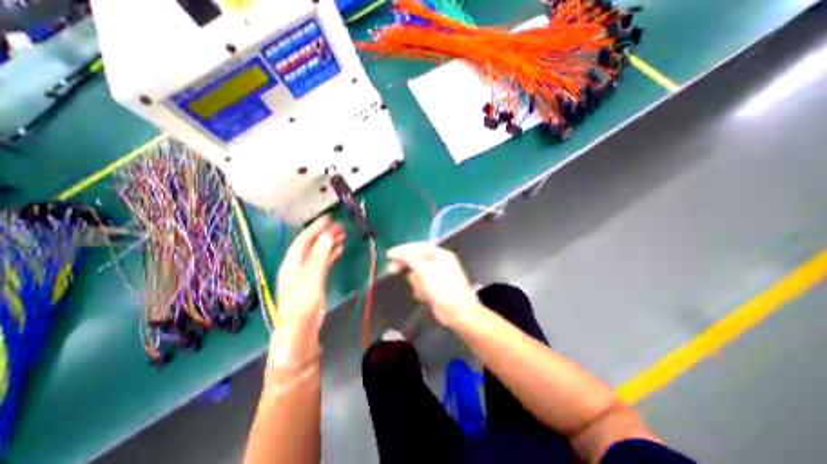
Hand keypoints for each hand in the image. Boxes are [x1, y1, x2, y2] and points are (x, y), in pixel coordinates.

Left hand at [273, 218, 345, 368]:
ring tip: (342, 235)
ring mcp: (305, 272)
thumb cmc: (303, 302)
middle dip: (325, 234)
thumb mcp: (312, 276)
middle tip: (340, 226)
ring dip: (329, 243)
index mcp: (293, 261)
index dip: (316, 227)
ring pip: (318, 252)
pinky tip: (338, 250)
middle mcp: (297, 264)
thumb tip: (328, 234)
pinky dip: (330, 254)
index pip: (304, 239)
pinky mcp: (313, 280)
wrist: (300, 328)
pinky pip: (322, 261)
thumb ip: (320, 254)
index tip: (329, 218)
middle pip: (311, 244)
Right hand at [386, 242, 478, 328]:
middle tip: (392, 270)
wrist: (457, 311)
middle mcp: (438, 263)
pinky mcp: (433, 289)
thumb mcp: (424, 270)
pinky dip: (421, 290)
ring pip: (417, 275)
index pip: (418, 247)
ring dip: (417, 282)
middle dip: (406, 266)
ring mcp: (436, 277)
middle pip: (416, 260)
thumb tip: (397, 254)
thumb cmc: (442, 287)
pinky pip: (420, 285)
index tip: (390, 254)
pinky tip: (426, 297)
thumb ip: (409, 260)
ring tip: (424, 290)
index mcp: (440, 255)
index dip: (403, 249)